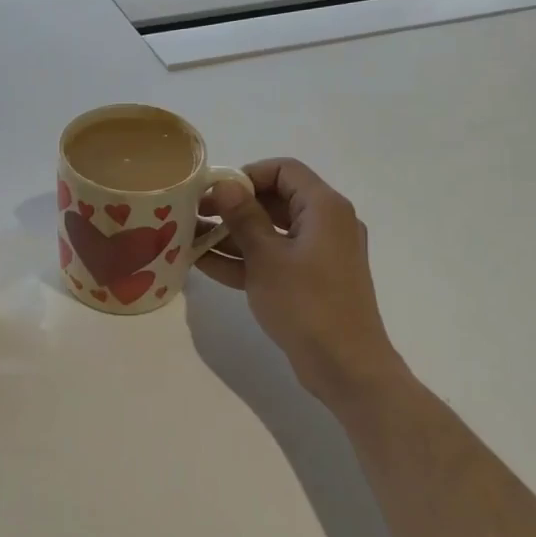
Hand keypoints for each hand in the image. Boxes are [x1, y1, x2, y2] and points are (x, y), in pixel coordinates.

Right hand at [197, 159, 401, 406]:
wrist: (345, 365)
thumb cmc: (307, 304)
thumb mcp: (267, 257)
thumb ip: (244, 217)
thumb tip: (225, 185)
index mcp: (324, 208)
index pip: (284, 170)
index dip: (246, 176)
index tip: (212, 193)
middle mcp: (326, 224)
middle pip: (275, 200)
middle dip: (232, 207)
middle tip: (195, 216)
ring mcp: (318, 255)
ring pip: (270, 233)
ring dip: (231, 235)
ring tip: (190, 240)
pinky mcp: (310, 281)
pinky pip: (274, 259)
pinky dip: (244, 260)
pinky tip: (204, 264)